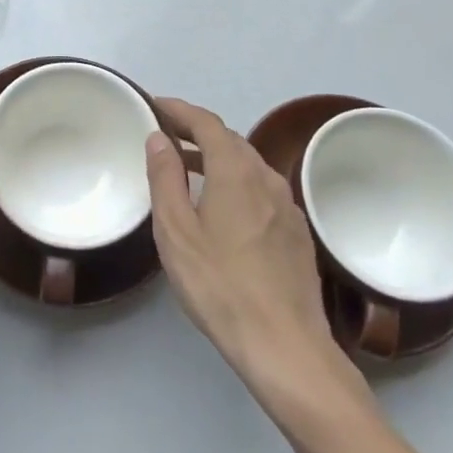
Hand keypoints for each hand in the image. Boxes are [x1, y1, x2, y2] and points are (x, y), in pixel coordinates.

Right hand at [145, 98, 366, 420]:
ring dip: (216, 156)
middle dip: (196, 130)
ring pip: (248, 164)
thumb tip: (158, 139)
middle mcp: (267, 179)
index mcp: (236, 172)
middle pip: (230, 140)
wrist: (285, 347)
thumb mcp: (176, 231)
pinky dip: (234, 180)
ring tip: (186, 166)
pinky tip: (220, 204)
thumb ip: (165, 178)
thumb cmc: (219, 286)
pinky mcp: (297, 232)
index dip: (179, 110)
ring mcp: (288, 206)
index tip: (155, 105)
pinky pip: (260, 188)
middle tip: (164, 134)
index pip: (207, 123)